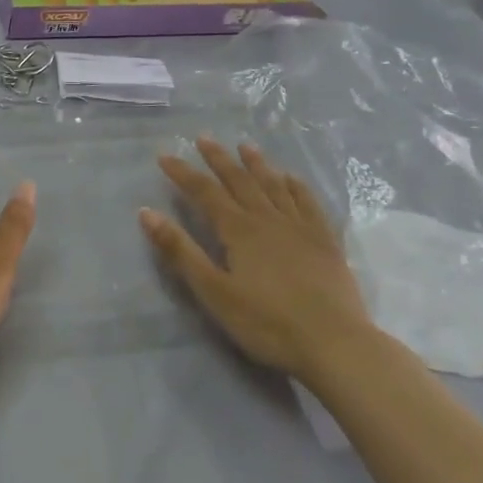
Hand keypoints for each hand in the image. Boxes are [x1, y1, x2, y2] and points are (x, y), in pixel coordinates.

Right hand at [139, 138, 373, 380]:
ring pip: (274, 186)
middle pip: (239, 181)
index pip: (205, 192)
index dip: (183, 173)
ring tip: (246, 146)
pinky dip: (297, 186)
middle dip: (219, 159)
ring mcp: (301, 228)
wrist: (336, 344)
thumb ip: (181, 252)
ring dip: (258, 164)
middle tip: (204, 138)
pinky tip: (292, 179)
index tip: (165, 155)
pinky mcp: (326, 242)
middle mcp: (268, 219)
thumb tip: (147, 212)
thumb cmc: (267, 323)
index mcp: (239, 230)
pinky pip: (309, 203)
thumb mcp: (214, 292)